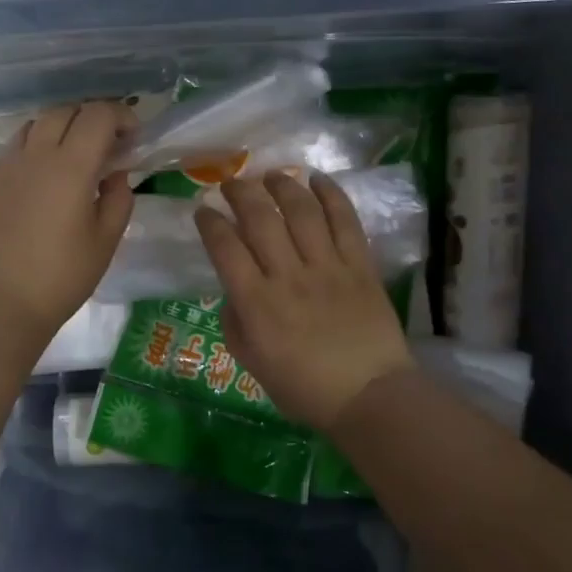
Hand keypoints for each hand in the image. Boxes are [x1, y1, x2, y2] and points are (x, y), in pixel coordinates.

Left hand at [0, 101, 135, 346]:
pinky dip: (32, 152)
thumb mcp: (105, 242)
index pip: (98, 116)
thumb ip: (118, 199)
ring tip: (70, 159)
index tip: (132, 138)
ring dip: (58, 131)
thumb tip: (115, 174)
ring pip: (33, 126)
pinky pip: (12, 151)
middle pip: (64, 111)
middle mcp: (34, 155)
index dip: (121, 117)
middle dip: (90, 119)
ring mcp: (4, 167)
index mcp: (70, 166)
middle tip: (105, 146)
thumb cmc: (61, 277)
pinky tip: (39, 183)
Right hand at [196, 171, 413, 430]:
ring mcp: (327, 267)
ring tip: (271, 175)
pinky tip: (318, 179)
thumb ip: (235, 322)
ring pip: (301, 211)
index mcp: (256, 303)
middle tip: (232, 182)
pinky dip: (331, 195)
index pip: (225, 248)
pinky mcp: (360, 265)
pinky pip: (345, 221)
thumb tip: (233, 290)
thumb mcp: (251, 363)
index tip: (203, 209)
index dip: (210, 222)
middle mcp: (288, 276)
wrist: (369, 395)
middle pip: (260, 219)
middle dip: (240, 193)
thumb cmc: (304, 387)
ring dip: (282, 186)